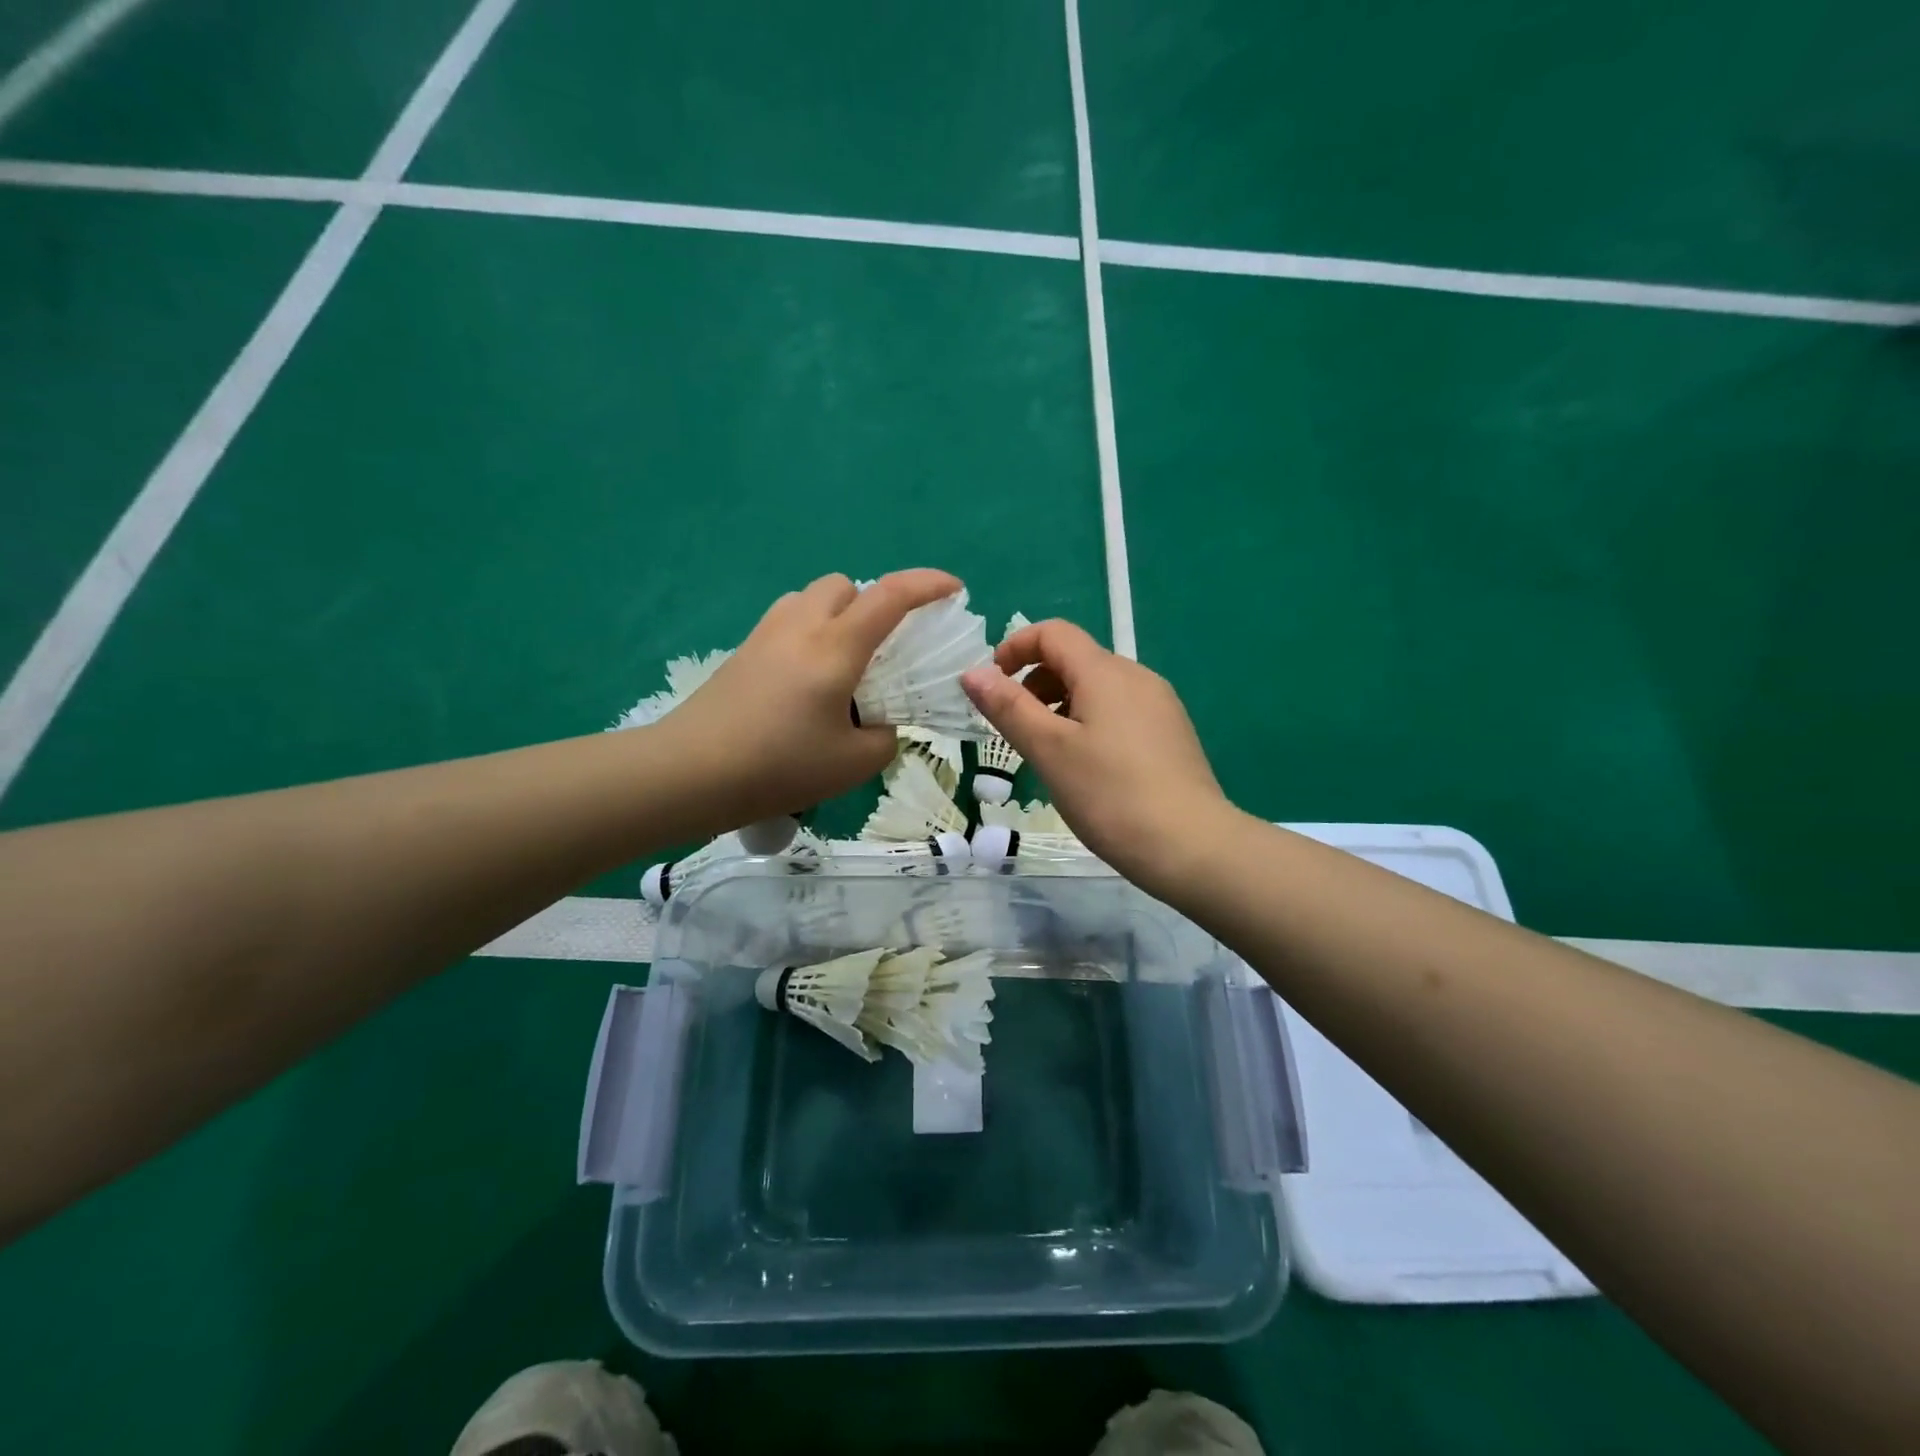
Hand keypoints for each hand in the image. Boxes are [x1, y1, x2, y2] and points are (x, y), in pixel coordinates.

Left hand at [654, 569, 961, 833]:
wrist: (689, 773)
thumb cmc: (778, 766)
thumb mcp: (853, 764)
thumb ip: (884, 738)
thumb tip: (880, 725)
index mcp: (835, 647)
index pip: (891, 596)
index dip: (928, 584)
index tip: (954, 590)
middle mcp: (801, 626)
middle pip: (845, 584)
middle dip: (873, 602)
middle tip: (883, 648)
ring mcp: (765, 634)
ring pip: (811, 598)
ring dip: (838, 615)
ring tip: (844, 664)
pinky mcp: (742, 651)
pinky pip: (788, 620)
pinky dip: (810, 633)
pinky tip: (806, 681)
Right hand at [960, 619, 1234, 890]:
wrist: (1192, 847)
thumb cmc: (1110, 796)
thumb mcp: (1049, 750)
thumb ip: (1008, 707)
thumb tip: (972, 672)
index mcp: (1105, 672)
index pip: (1054, 633)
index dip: (1015, 648)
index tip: (992, 685)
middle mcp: (1137, 677)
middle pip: (1076, 660)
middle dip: (1035, 683)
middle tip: (1016, 731)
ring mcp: (1159, 705)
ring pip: (1098, 688)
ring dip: (1061, 706)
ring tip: (1048, 754)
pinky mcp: (1171, 734)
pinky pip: (1119, 711)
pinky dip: (1089, 723)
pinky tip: (1087, 769)